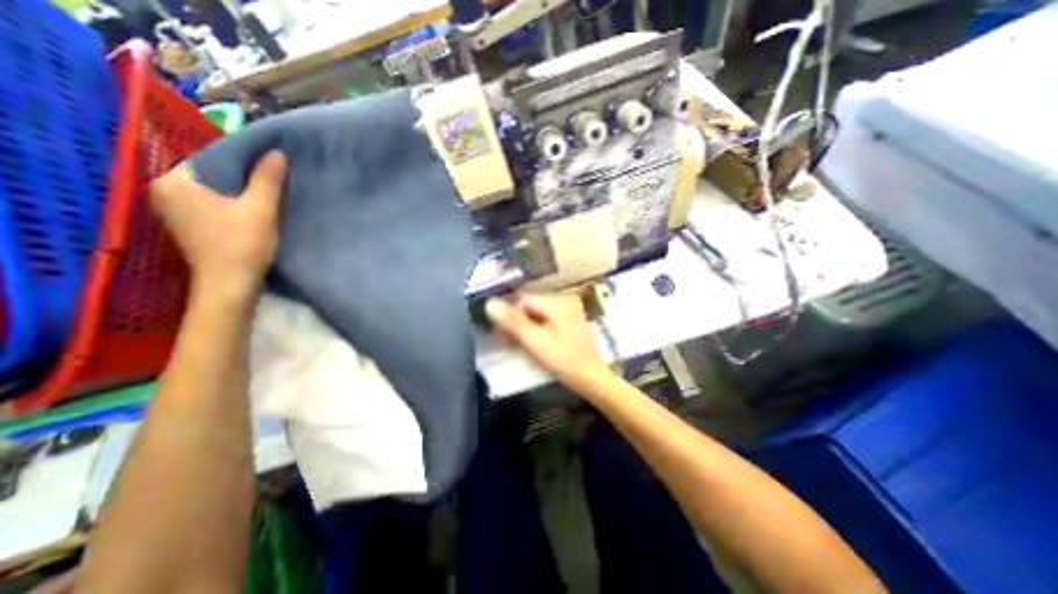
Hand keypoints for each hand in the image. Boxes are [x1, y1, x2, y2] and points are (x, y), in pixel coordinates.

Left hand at [149, 152, 286, 295]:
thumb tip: (276, 152)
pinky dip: (230, 204)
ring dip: (238, 192)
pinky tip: (251, 210)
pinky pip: (210, 204)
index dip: (244, 160)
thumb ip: (267, 179)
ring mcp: (172, 210)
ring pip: (212, 191)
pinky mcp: (186, 225)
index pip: (211, 158)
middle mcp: (164, 191)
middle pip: (212, 175)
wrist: (229, 284)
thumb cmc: (242, 244)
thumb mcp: (260, 208)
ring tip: (266, 194)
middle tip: (272, 180)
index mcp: (174, 181)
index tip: (270, 165)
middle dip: (241, 177)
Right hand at [486, 293, 611, 387]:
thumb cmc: (564, 361)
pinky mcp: (569, 319)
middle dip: (518, 322)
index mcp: (558, 301)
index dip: (510, 316)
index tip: (502, 334)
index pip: (523, 300)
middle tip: (510, 342)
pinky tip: (534, 343)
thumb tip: (490, 303)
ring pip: (536, 313)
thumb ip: (513, 322)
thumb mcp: (536, 342)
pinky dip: (536, 329)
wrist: (591, 378)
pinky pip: (545, 319)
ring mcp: (569, 309)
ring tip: (521, 345)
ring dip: (525, 327)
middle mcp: (564, 299)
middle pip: (530, 306)